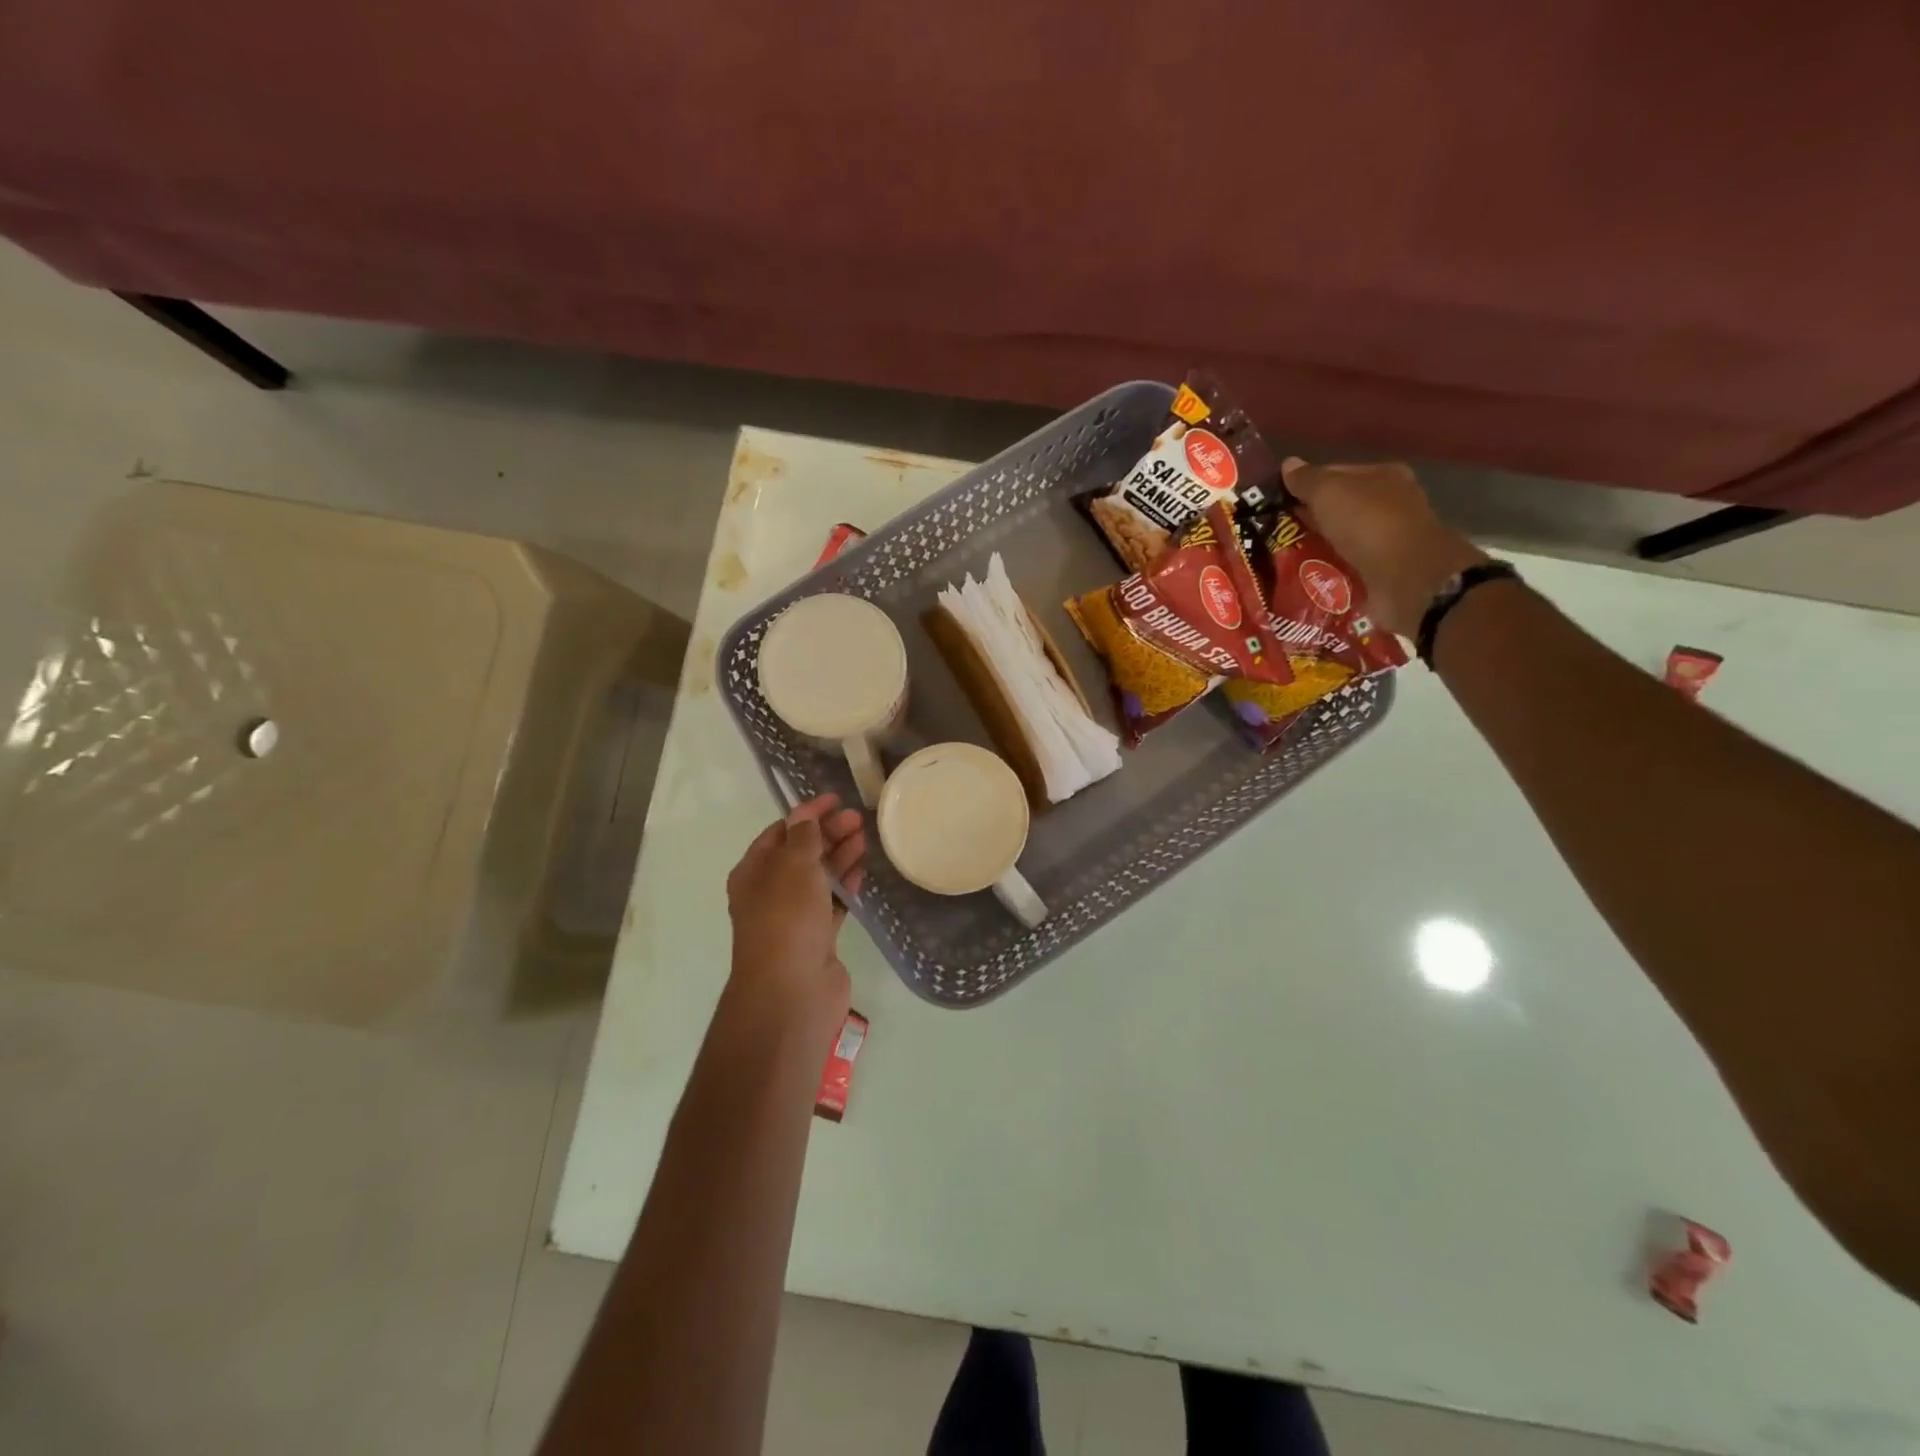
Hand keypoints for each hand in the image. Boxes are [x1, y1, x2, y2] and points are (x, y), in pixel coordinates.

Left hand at [725, 794, 866, 1013]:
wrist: (791, 992)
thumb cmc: (786, 919)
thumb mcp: (793, 866)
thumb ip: (803, 837)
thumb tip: (805, 818)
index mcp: (753, 873)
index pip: (780, 832)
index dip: (806, 814)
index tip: (837, 799)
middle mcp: (770, 893)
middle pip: (801, 853)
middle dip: (827, 833)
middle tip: (858, 818)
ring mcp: (793, 917)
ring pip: (818, 878)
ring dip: (839, 856)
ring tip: (865, 838)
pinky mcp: (816, 938)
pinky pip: (832, 903)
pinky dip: (845, 885)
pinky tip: (862, 871)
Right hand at [1281, 457, 1487, 638]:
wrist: (1405, 577)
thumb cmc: (1368, 523)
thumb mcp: (1329, 492)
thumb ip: (1306, 480)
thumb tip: (1287, 464)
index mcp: (1383, 475)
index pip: (1336, 474)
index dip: (1305, 486)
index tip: (1276, 503)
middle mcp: (1390, 503)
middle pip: (1339, 508)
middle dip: (1310, 519)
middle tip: (1276, 534)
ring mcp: (1389, 539)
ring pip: (1341, 539)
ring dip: (1317, 548)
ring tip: (1284, 559)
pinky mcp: (1384, 571)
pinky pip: (1347, 566)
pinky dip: (1329, 571)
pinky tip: (1307, 578)